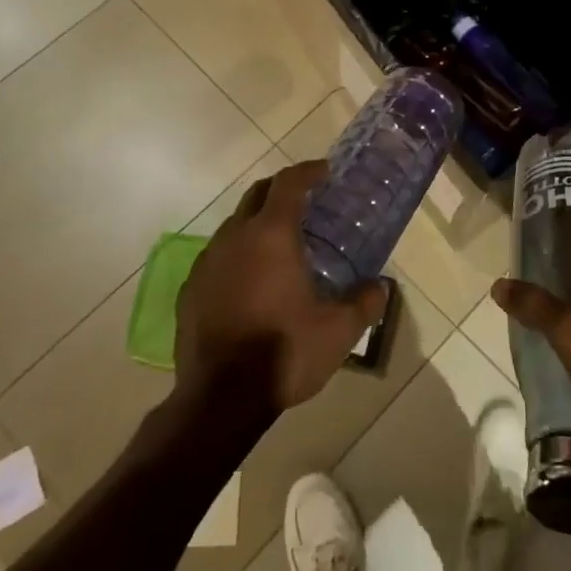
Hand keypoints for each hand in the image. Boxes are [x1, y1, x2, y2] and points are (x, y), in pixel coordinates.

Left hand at [173, 162, 388, 418]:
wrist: (220, 398)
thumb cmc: (285, 353)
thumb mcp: (339, 331)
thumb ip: (364, 303)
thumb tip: (380, 287)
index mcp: (271, 236)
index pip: (289, 183)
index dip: (308, 171)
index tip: (325, 172)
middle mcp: (235, 237)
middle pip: (257, 194)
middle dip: (282, 190)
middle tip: (306, 202)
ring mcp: (207, 262)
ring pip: (234, 225)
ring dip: (258, 223)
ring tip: (280, 246)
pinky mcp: (190, 289)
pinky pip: (218, 257)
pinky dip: (238, 255)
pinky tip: (251, 282)